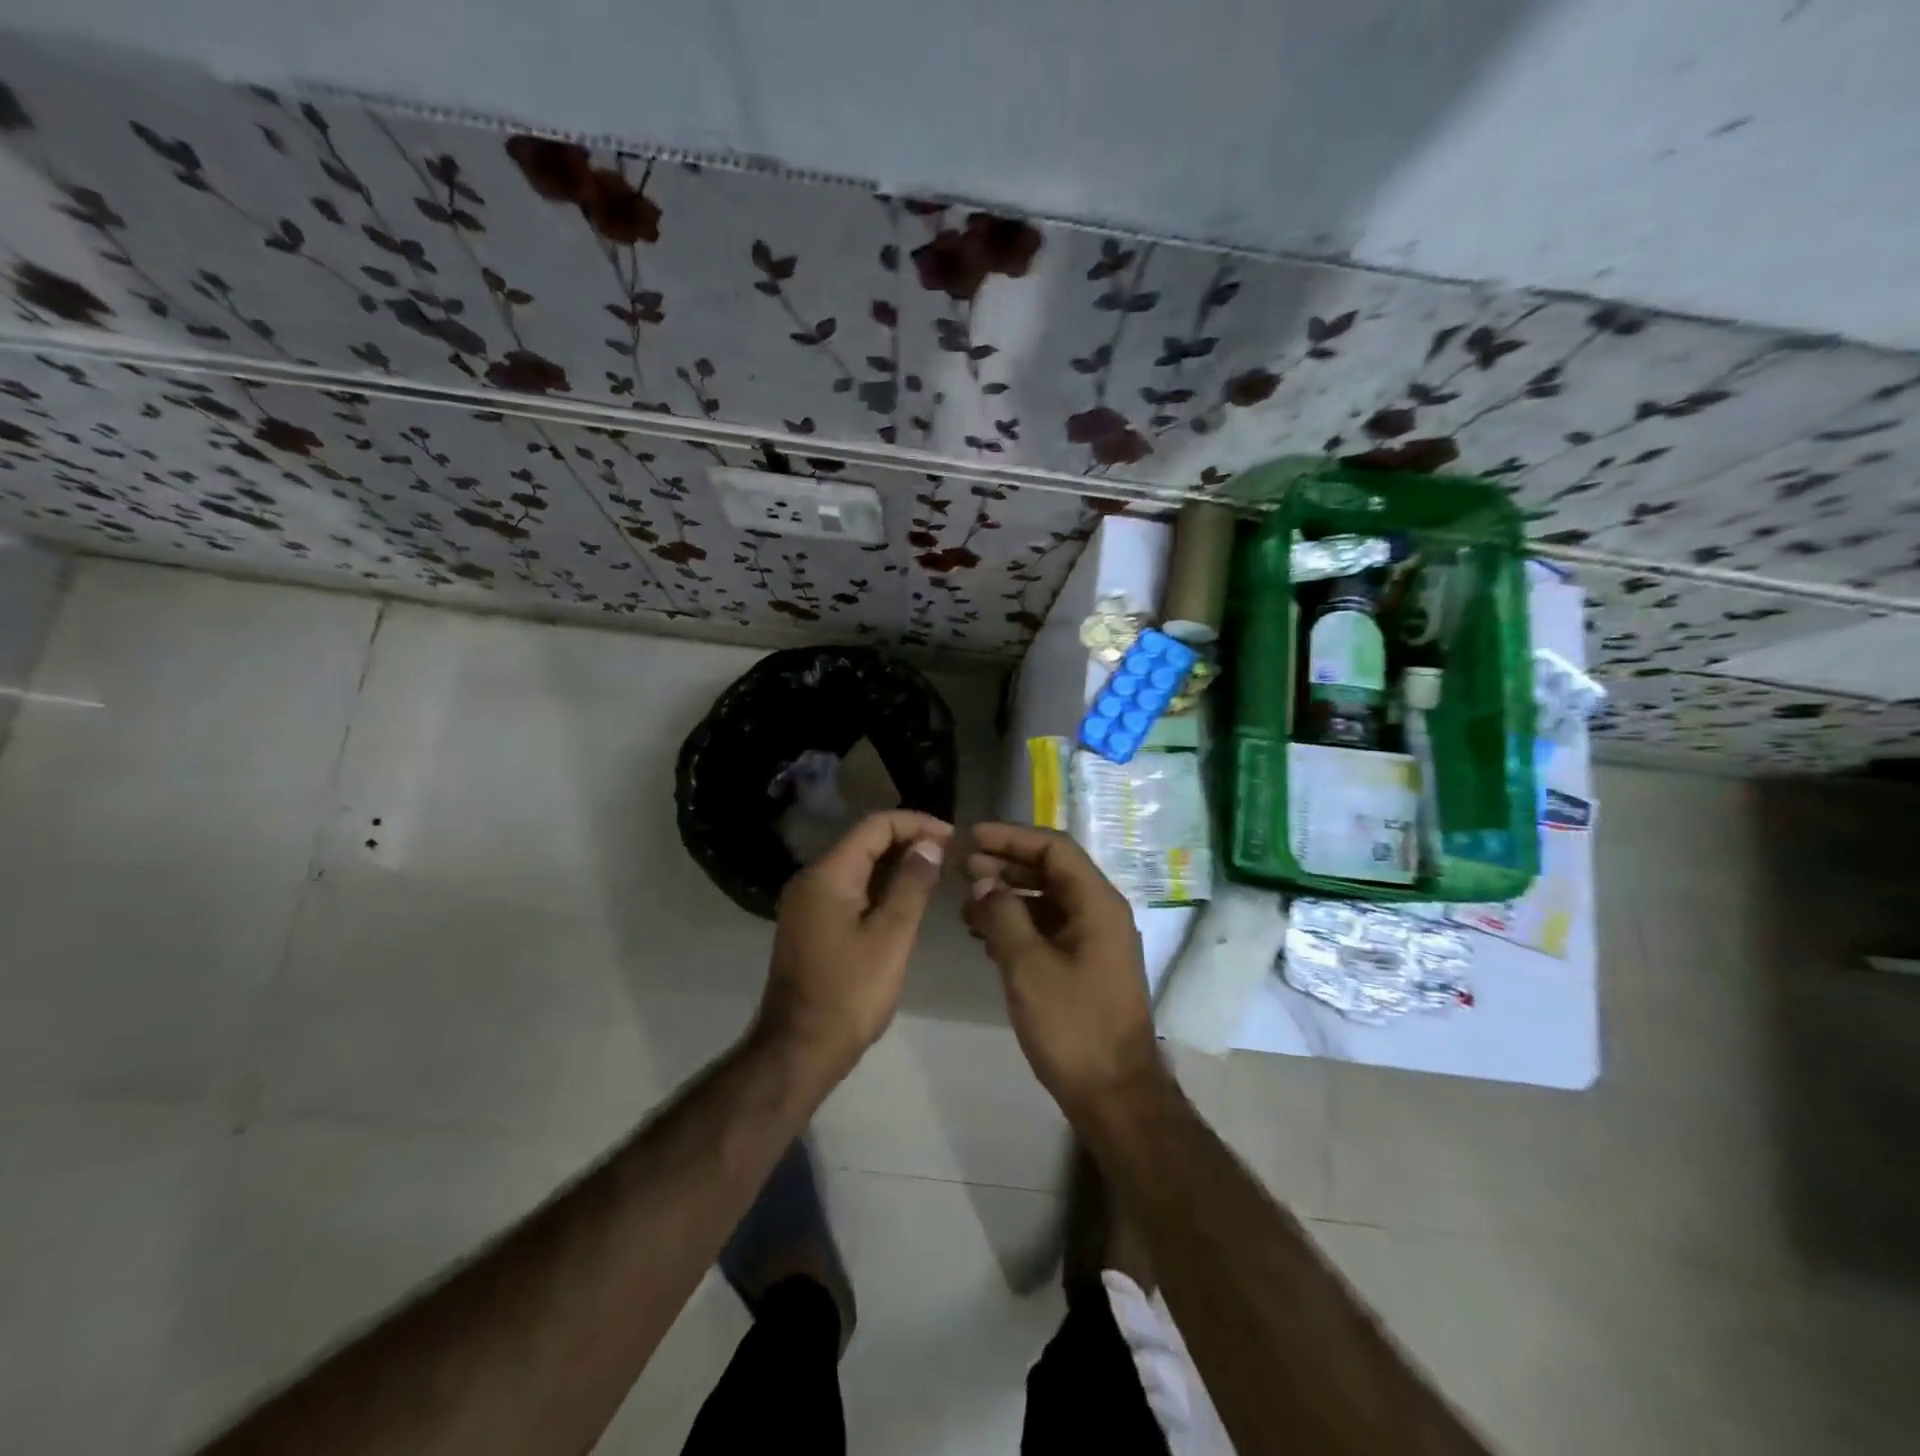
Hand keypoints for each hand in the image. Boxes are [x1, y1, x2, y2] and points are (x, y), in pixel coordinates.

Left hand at [760, 811, 952, 1077]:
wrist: (798, 1050)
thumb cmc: (849, 994)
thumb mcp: (891, 937)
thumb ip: (912, 884)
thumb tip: (930, 844)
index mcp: (827, 875)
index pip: (874, 826)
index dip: (915, 823)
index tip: (952, 836)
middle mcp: (811, 879)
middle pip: (863, 841)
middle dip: (907, 840)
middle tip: (949, 853)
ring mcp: (807, 903)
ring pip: (856, 865)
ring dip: (894, 863)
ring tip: (935, 872)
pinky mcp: (810, 924)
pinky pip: (848, 888)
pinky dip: (878, 885)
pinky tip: (906, 898)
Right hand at [963, 822, 1163, 1118]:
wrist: (1114, 1094)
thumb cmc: (1073, 1026)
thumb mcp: (1028, 966)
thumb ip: (1003, 915)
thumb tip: (982, 880)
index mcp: (1097, 903)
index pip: (1054, 848)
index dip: (1011, 837)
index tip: (971, 838)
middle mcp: (1100, 913)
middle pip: (1051, 871)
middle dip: (1006, 865)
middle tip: (962, 869)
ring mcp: (1095, 940)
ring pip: (1047, 901)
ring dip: (1008, 896)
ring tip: (966, 905)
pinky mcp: (1085, 965)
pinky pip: (1049, 928)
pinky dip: (1018, 924)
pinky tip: (985, 936)